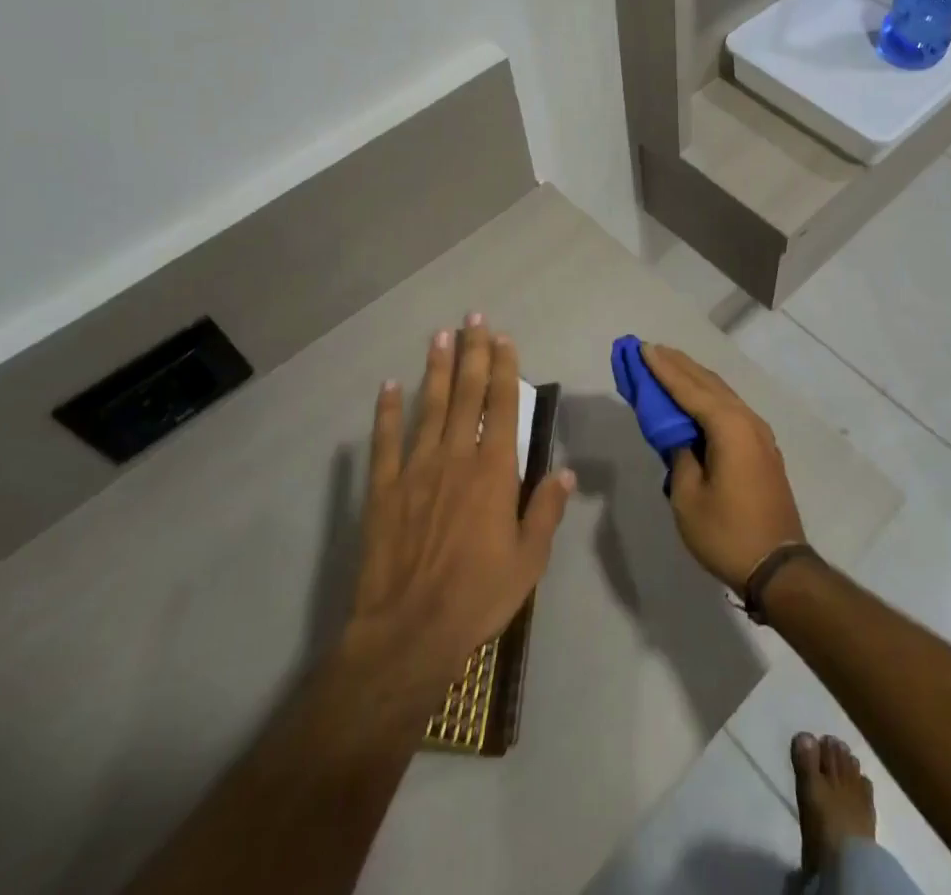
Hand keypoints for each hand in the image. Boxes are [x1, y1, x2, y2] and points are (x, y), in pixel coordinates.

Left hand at [347, 314, 573, 687]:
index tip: (503, 338)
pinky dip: (387, 412)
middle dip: (472, 353)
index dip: (504, 368)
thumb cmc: (478, 596)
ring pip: (429, 406)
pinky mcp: (384, 488)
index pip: (503, 405)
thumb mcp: (529, 560)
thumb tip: (566, 472)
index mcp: (494, 470)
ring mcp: (416, 469)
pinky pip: (386, 441)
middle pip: (466, 394)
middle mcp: (456, 456)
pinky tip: (388, 386)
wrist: (409, 632)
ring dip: (436, 368)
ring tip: (440, 335)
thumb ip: (546, 510)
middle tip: (474, 318)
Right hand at [642, 343, 805, 591]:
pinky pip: (730, 409)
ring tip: (669, 364)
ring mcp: (759, 434)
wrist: (778, 567)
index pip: (689, 388)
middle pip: (708, 383)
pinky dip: (708, 397)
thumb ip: (679, 454)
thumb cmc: (727, 532)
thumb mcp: (688, 496)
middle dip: (678, 365)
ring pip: (721, 394)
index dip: (663, 369)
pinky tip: (695, 398)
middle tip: (651, 349)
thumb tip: (680, 435)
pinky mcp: (761, 448)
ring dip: (694, 378)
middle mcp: (747, 420)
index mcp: (729, 427)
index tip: (643, 348)